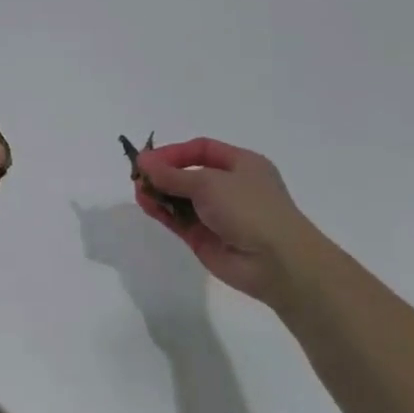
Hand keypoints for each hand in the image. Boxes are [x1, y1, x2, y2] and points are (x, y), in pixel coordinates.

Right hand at [134, 137, 323, 301]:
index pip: (201, 150)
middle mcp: (229, 187)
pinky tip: (146, 204)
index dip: (174, 152)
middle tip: (137, 175)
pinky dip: (162, 211)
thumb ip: (172, 174)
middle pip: (188, 174)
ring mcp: (217, 214)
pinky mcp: (205, 238)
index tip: (149, 158)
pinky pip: (179, 219)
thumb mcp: (209, 182)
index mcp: (241, 165)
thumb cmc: (249, 208)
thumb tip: (143, 161)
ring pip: (181, 198)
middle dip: (163, 173)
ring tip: (138, 190)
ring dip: (159, 192)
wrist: (276, 263)